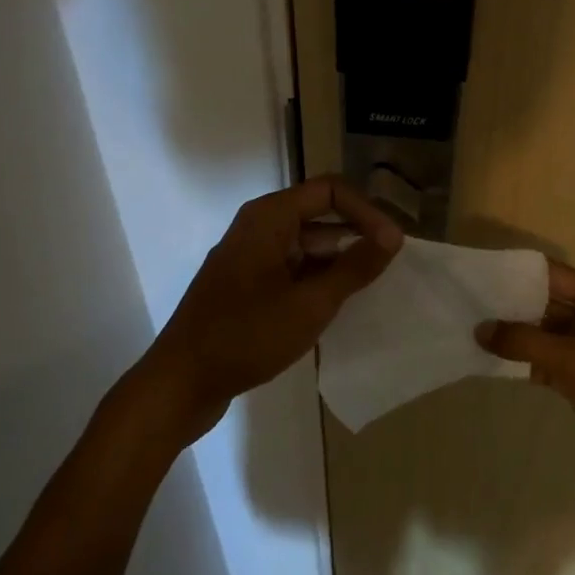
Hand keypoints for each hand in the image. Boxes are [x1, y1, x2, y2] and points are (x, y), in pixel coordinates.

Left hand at [139, 175, 402, 442]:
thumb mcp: (310, 303)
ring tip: (372, 285)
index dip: (367, 211)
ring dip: (339, 260)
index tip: (393, 244)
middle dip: (357, 233)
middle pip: (318, 214)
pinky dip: (317, 279)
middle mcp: (258, 227)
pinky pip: (292, 268)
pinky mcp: (247, 285)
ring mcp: (250, 257)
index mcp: (269, 218)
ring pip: (306, 244)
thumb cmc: (247, 335)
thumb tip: (393, 236)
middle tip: (391, 263)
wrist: (181, 383)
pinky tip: (338, 304)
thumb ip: (354, 267)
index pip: (330, 191)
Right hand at [476, 261, 574, 518]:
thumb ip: (527, 343)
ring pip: (544, 335)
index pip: (553, 275)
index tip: (473, 276)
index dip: (515, 273)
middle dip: (509, 305)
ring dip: (513, 335)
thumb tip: (480, 328)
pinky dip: (523, 363)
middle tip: (461, 306)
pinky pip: (547, 364)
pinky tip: (491, 364)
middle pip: (546, 303)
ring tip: (467, 331)